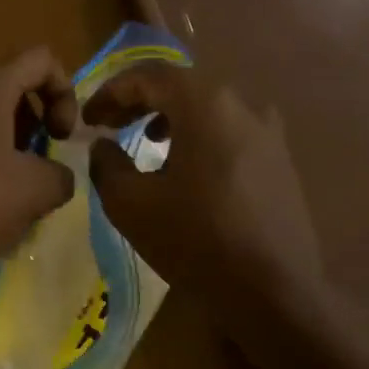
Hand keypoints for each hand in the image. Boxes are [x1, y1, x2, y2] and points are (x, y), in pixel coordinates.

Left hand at [0, 48, 79, 294]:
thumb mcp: (37, 190)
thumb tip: (56, 177)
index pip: (40, 60)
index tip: (63, 137)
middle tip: (42, 166)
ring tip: (17, 194)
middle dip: (37, 124)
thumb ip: (61, 175)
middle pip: (11, 89)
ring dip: (12, 149)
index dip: (65, 93)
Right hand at [86, 64, 324, 322]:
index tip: (88, 119)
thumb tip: (102, 146)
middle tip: (111, 125)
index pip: (149, 76)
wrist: (274, 291)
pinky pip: (231, 132)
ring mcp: (269, 132)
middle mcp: (243, 105)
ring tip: (147, 142)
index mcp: (205, 103)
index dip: (111, 92)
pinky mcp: (281, 160)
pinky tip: (188, 169)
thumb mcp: (132, 204)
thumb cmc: (196, 240)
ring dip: (172, 118)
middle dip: (140, 101)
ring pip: (209, 108)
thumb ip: (107, 165)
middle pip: (182, 86)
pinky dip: (201, 137)